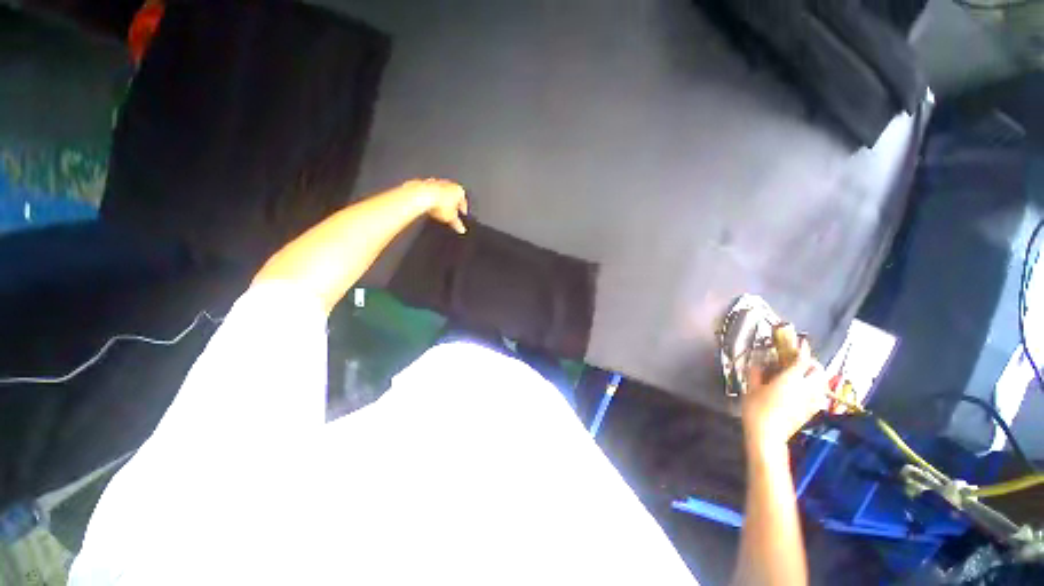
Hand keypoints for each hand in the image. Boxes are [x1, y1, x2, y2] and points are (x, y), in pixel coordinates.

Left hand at [399, 178, 468, 233]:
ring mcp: (436, 182)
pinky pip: (431, 193)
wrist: (421, 196)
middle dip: (452, 204)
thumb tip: (461, 229)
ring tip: (439, 211)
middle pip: (452, 196)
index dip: (463, 209)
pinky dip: (432, 199)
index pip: (463, 201)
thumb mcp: (451, 218)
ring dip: (441, 201)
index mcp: (459, 190)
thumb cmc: (438, 204)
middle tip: (451, 213)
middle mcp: (449, 184)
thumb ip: (457, 224)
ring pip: (441, 193)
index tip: (462, 214)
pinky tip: (430, 207)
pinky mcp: (425, 183)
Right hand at [742, 339, 827, 451]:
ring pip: (822, 383)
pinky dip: (815, 388)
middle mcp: (806, 388)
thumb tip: (758, 363)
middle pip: (818, 371)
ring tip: (803, 375)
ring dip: (815, 376)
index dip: (803, 349)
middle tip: (799, 361)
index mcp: (790, 379)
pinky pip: (819, 395)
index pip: (802, 360)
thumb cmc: (756, 409)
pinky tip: (804, 391)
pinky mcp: (812, 411)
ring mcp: (811, 400)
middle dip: (812, 363)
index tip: (801, 341)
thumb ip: (756, 373)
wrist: (768, 435)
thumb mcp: (751, 388)